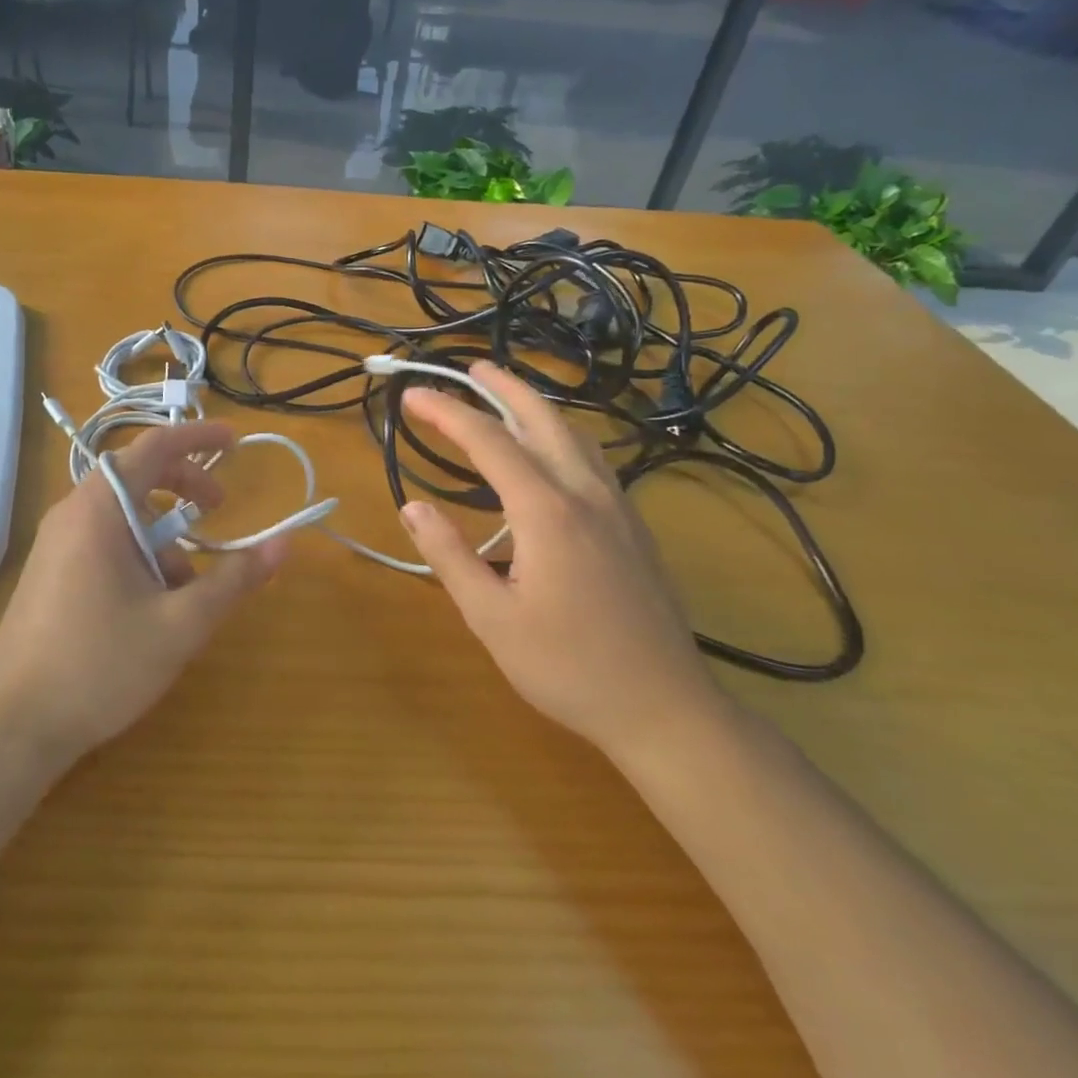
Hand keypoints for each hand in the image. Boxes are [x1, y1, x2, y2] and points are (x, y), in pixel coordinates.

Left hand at [0, 419, 288, 766]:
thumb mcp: (181, 624)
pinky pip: (104, 542)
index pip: (153, 447)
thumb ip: (235, 580)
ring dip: (164, 534)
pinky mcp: (52, 573)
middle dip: (185, 487)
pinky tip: (154, 606)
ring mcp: (56, 545)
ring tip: (189, 585)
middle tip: (221, 509)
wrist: (11, 727)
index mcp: (99, 510)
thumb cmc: (99, 666)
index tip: (236, 442)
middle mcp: (72, 515)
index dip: (198, 437)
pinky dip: (140, 554)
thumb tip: (284, 544)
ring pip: (123, 516)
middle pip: (138, 476)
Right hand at [397, 363, 724, 760]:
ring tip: (505, 397)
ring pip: (575, 435)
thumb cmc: (568, 667)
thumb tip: (413, 508)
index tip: (413, 397)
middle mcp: (585, 493)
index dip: (447, 413)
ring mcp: (618, 507)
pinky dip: (561, 435)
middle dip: (503, 387)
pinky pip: (592, 459)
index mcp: (547, 511)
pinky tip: (551, 452)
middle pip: (542, 419)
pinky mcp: (633, 527)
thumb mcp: (491, 618)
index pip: (488, 441)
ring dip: (536, 406)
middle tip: (470, 369)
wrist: (665, 708)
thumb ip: (449, 556)